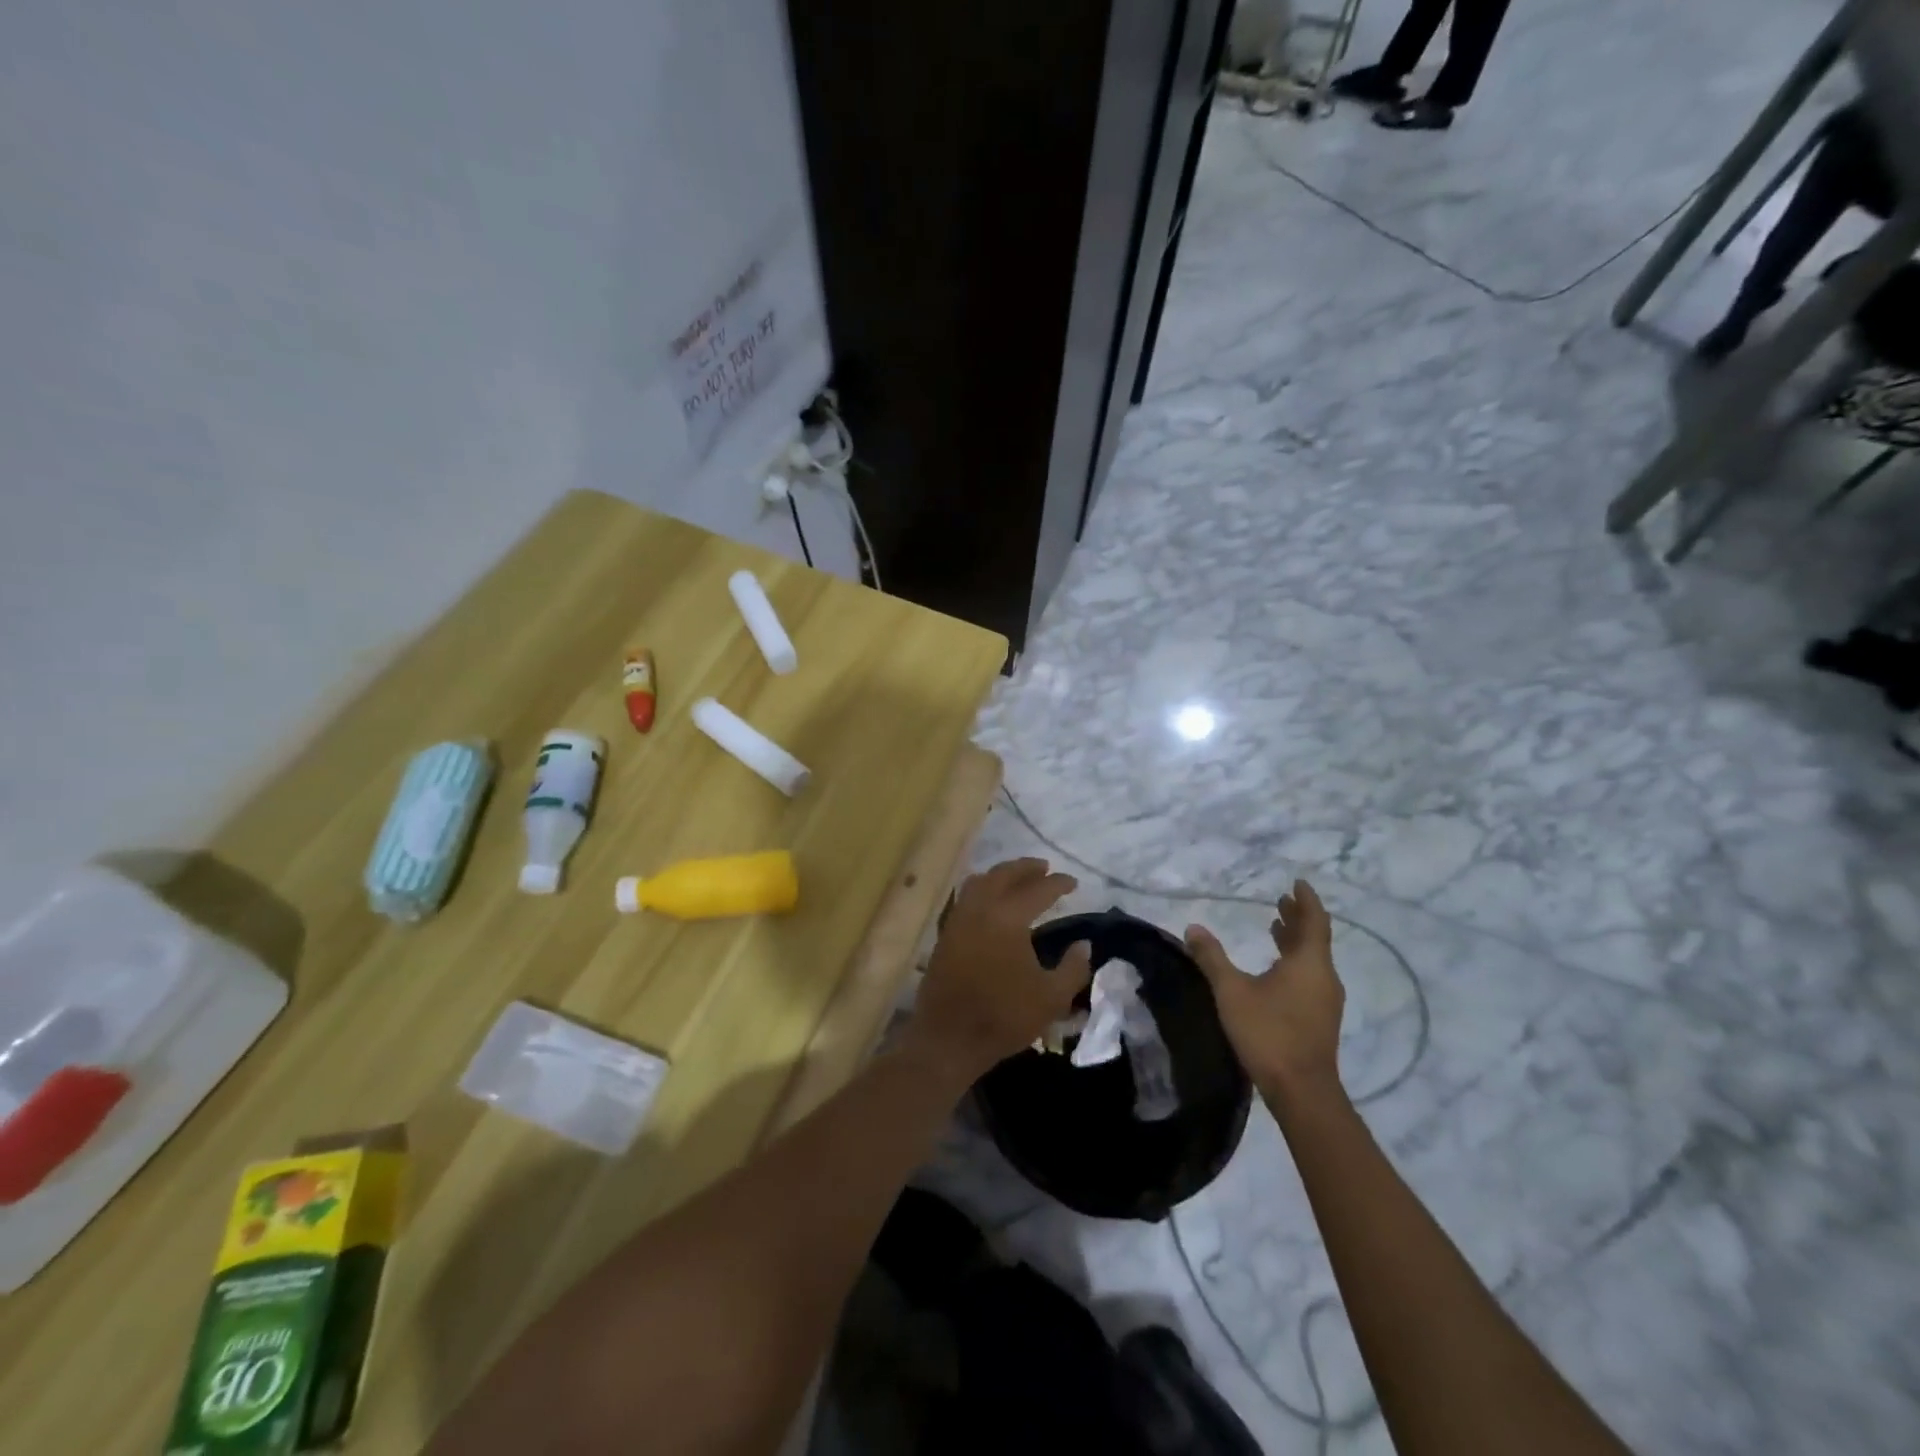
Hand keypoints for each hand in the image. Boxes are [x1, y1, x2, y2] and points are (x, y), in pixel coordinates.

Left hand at [905, 858, 1093, 1087]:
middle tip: (1044, 868)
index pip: (1037, 890)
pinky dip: (982, 889)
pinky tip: (991, 902)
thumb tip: (1083, 945)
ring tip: (1018, 880)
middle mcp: (981, 908)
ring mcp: (959, 919)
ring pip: (980, 881)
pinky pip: (966, 897)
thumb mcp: (1052, 998)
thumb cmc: (1004, 1016)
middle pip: (1003, 875)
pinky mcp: (946, 933)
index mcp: (1008, 918)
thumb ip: (1073, 968)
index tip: (1073, 882)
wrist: (949, 1038)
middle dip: (1026, 868)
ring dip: (1001, 875)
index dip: (1058, 883)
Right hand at [1185, 880, 1344, 1104]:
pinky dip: (1294, 961)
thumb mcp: (1231, 991)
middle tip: (1281, 900)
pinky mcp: (1319, 1018)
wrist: (1302, 1090)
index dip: (1306, 900)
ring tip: (1276, 927)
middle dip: (1297, 917)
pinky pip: (1310, 976)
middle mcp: (1323, 976)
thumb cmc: (1268, 1032)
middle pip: (1314, 938)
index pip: (1314, 921)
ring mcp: (1325, 1000)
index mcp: (1309, 963)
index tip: (1297, 882)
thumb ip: (1212, 958)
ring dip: (1295, 940)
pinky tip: (1275, 969)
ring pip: (1312, 959)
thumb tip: (1193, 927)